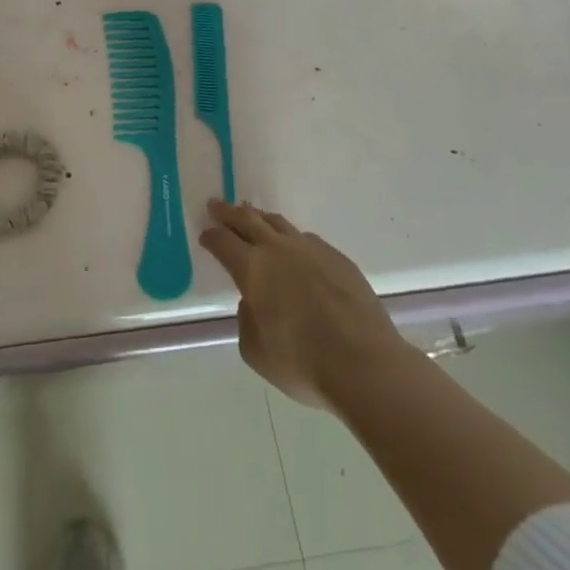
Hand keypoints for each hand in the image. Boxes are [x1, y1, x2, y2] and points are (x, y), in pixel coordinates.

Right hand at [199, 199, 407, 409]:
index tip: (205, 234)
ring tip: (253, 216)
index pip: (223, 242)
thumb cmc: (302, 362)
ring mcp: (311, 250)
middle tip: (216, 205)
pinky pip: (307, 239)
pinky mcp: (338, 258)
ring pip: (279, 223)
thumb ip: (247, 320)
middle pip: (248, 220)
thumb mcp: (256, 351)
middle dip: (229, 212)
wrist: (365, 364)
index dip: (211, 237)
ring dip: (261, 218)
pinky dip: (292, 238)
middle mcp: (278, 249)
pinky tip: (295, 248)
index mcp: (252, 268)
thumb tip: (254, 302)